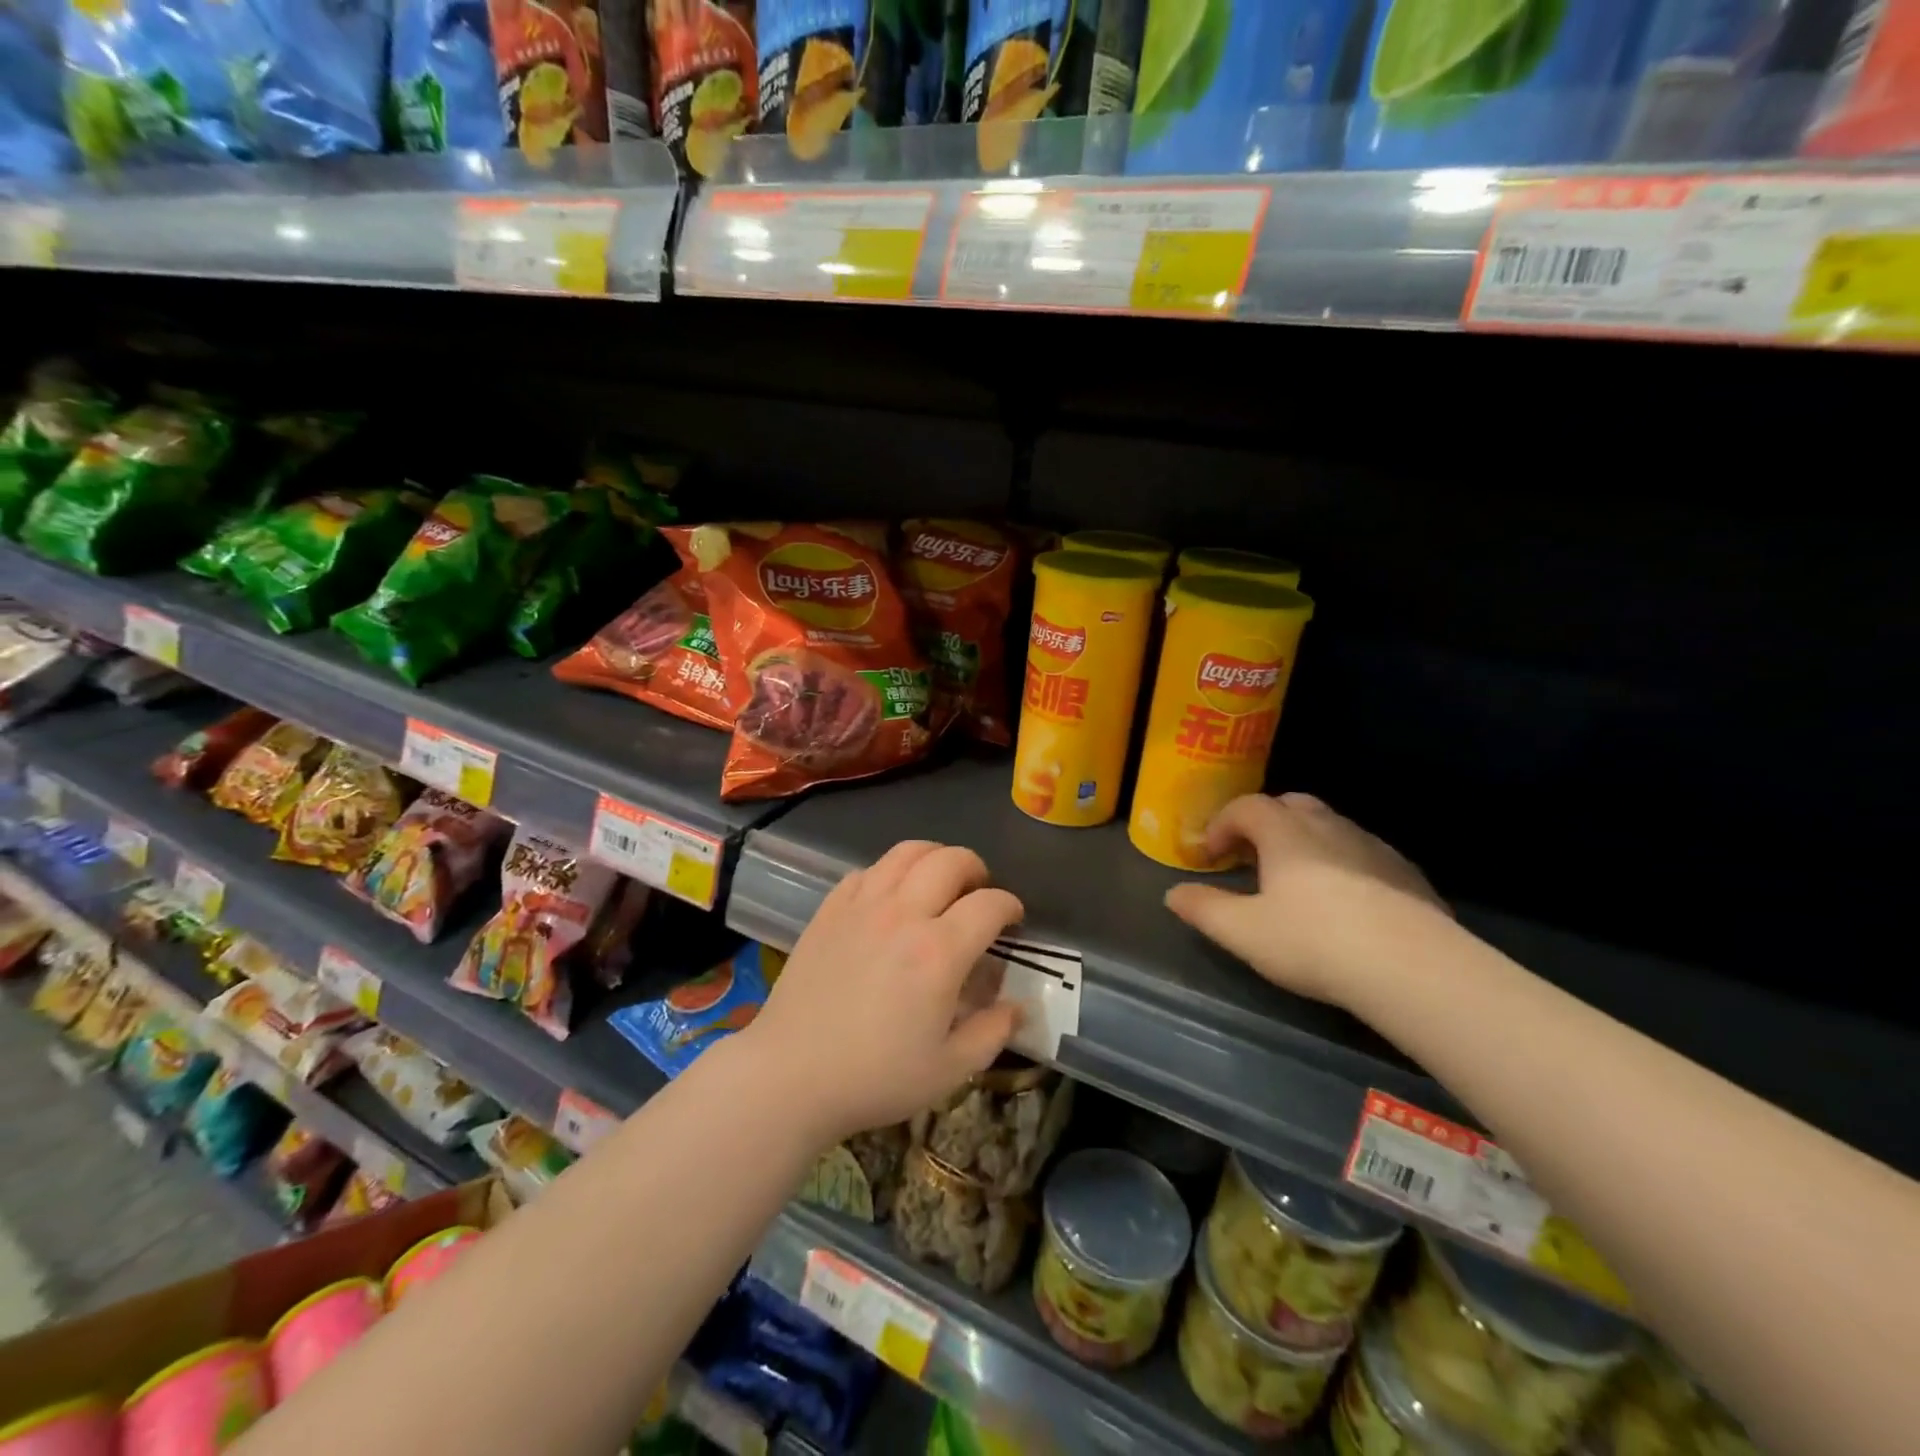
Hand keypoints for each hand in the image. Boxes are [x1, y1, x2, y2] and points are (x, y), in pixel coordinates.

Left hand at [744, 841, 1023, 1145]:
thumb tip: (1018, 1007)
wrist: (790, 1074)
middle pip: (950, 861)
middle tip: (979, 892)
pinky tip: (890, 896)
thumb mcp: (948, 1070)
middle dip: (976, 869)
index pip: (989, 904)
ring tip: (940, 879)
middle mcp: (903, 914)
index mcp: (939, 952)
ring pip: (907, 853)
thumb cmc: (874, 1077)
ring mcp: (862, 906)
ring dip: (934, 857)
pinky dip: (889, 872)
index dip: (1010, 906)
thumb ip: (992, 1034)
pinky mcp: (830, 909)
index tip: (1013, 920)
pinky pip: (866, 870)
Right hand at [1165, 793, 1449, 1009]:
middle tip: (1251, 859)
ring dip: (1304, 843)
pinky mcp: (1407, 873)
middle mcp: (1329, 826)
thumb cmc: (1314, 942)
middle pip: (1290, 805)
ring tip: (1295, 883)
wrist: (1415, 968)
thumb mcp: (1243, 932)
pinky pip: (1362, 855)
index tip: (1210, 855)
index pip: (1246, 806)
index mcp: (1286, 832)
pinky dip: (1341, 864)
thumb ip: (1204, 909)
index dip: (1221, 825)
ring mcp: (1373, 847)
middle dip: (1264, 824)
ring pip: (1330, 828)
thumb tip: (1173, 894)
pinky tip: (1344, 904)